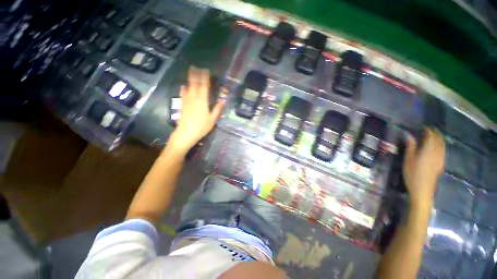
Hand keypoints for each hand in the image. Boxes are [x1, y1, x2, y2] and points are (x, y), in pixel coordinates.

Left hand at [169, 67, 224, 152]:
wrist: (186, 133)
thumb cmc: (201, 127)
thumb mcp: (212, 119)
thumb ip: (217, 109)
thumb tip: (223, 100)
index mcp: (203, 101)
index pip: (204, 86)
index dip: (205, 78)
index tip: (206, 71)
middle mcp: (194, 98)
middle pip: (195, 84)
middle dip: (196, 75)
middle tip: (196, 67)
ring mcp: (187, 101)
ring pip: (188, 87)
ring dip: (190, 79)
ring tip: (191, 72)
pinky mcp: (182, 105)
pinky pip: (183, 94)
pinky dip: (184, 89)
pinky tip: (183, 86)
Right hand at [403, 128, 444, 206]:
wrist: (422, 189)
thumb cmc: (412, 173)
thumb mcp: (408, 159)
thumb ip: (410, 146)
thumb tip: (408, 135)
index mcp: (429, 150)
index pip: (431, 136)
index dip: (428, 131)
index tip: (423, 127)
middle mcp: (437, 152)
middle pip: (439, 140)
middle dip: (435, 134)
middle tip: (428, 131)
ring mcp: (441, 158)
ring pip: (442, 145)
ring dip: (438, 139)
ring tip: (432, 137)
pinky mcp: (441, 164)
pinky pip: (442, 150)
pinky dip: (440, 146)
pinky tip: (436, 148)